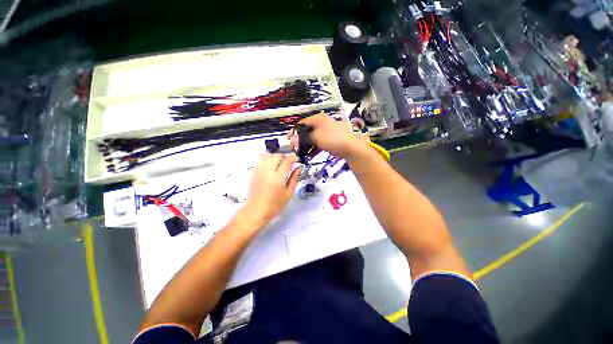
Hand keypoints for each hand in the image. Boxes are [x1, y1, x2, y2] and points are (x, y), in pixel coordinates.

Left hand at [241, 153, 301, 225]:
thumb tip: (299, 168)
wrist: (256, 211)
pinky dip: (267, 159)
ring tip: (280, 163)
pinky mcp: (254, 172)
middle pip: (277, 156)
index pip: (287, 161)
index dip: (294, 158)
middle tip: (289, 163)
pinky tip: (271, 165)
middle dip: (285, 157)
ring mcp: (259, 171)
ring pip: (268, 155)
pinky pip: (261, 159)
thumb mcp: (288, 193)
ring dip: (276, 157)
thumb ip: (294, 178)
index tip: (297, 159)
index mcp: (278, 178)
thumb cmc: (275, 205)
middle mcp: (268, 171)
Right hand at [298, 114, 363, 158]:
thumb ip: (303, 138)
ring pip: (312, 138)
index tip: (289, 138)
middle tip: (294, 147)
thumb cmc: (332, 138)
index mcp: (319, 119)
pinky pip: (318, 144)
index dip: (295, 130)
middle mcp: (321, 124)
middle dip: (300, 140)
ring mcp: (325, 133)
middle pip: (307, 131)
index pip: (303, 122)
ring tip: (300, 152)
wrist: (349, 147)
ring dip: (306, 145)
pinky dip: (313, 149)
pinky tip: (309, 155)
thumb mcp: (316, 137)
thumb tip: (292, 139)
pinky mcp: (328, 140)